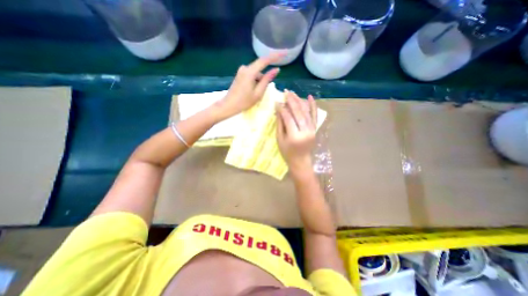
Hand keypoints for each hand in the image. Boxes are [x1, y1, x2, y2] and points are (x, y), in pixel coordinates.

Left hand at [218, 54, 284, 120]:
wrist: (229, 105)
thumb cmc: (244, 101)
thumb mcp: (258, 93)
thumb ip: (267, 80)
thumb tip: (276, 69)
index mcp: (250, 72)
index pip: (265, 60)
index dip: (276, 56)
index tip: (285, 53)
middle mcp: (245, 68)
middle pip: (260, 68)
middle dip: (265, 78)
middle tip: (262, 92)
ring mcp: (241, 71)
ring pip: (256, 73)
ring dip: (260, 82)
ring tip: (255, 94)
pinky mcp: (240, 74)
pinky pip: (252, 75)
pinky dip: (255, 82)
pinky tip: (251, 91)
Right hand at [277, 91, 316, 177]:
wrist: (301, 161)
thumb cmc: (287, 152)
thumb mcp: (279, 139)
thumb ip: (280, 124)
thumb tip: (279, 109)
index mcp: (294, 136)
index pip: (288, 118)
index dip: (282, 109)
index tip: (277, 102)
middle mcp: (305, 132)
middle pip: (298, 113)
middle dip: (291, 101)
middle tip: (286, 92)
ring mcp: (312, 130)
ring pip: (306, 112)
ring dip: (299, 101)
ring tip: (293, 93)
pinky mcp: (315, 129)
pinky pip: (315, 116)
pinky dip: (313, 106)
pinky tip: (310, 97)